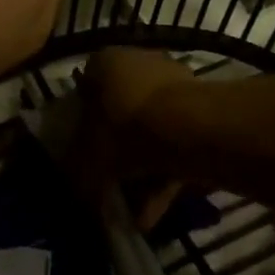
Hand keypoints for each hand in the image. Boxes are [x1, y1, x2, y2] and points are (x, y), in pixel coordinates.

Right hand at [76, 45, 194, 228]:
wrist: (190, 129)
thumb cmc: (127, 129)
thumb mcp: (89, 157)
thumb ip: (77, 172)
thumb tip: (75, 190)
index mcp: (104, 62)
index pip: (86, 90)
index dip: (83, 125)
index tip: (85, 154)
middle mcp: (138, 61)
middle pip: (121, 112)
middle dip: (118, 154)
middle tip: (113, 187)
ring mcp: (172, 82)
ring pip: (150, 131)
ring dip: (144, 172)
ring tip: (140, 213)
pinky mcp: (200, 106)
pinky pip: (175, 142)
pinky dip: (167, 173)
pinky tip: (160, 209)